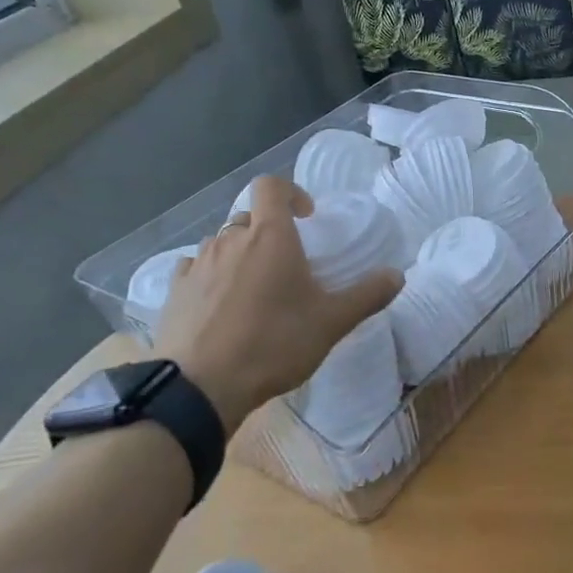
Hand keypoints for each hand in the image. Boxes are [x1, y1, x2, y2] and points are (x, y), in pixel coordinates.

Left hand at [153, 176, 401, 428]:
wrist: (201, 386)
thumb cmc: (273, 343)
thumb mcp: (332, 323)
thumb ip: (367, 295)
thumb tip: (398, 275)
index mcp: (270, 236)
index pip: (271, 185)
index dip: (291, 192)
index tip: (307, 217)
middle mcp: (230, 240)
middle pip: (249, 217)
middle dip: (269, 231)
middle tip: (287, 264)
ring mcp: (197, 264)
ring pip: (222, 243)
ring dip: (240, 254)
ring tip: (255, 289)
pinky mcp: (174, 290)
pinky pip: (195, 268)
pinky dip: (211, 275)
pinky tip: (220, 304)